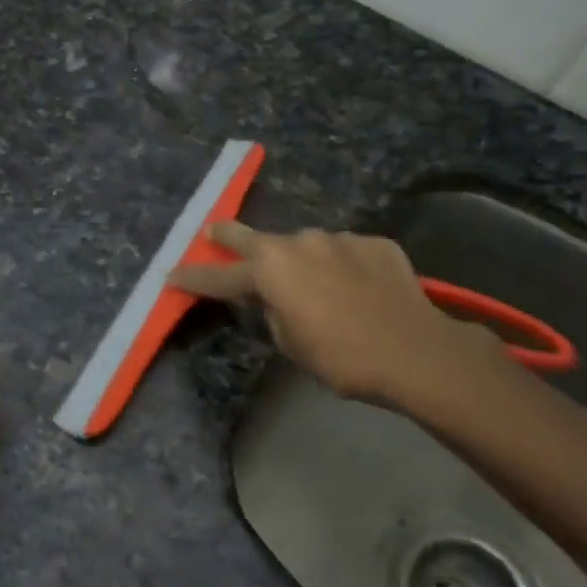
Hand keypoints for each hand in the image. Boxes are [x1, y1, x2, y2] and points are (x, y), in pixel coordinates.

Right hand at [169, 222, 508, 414]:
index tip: (171, 274)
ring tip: (316, 287)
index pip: (220, 275)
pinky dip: (342, 267)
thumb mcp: (291, 343)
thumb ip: (273, 311)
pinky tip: (356, 289)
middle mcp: (299, 242)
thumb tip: (275, 297)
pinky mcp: (374, 242)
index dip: (193, 277)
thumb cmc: (341, 356)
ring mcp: (339, 238)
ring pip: (308, 247)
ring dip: (301, 261)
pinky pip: (346, 253)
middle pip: (255, 238)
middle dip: (229, 235)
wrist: (415, 350)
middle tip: (214, 230)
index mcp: (271, 269)